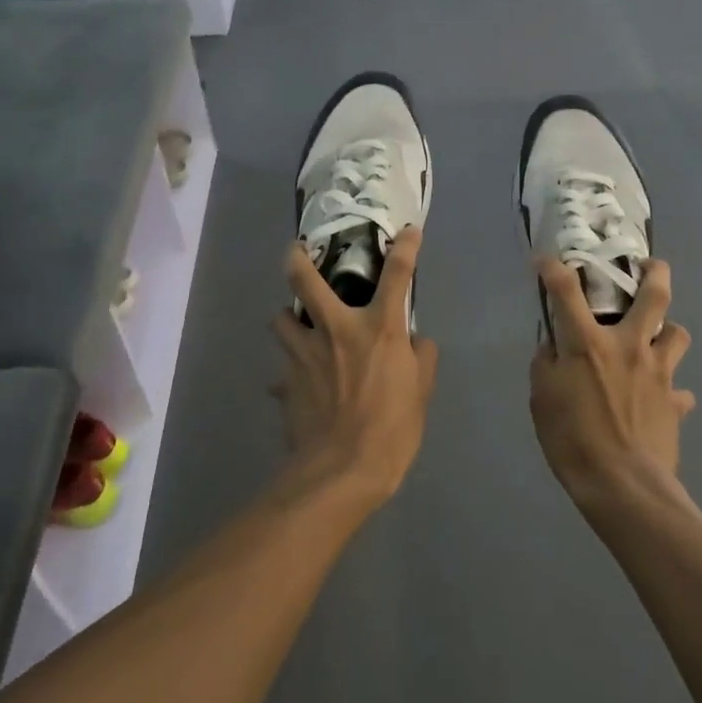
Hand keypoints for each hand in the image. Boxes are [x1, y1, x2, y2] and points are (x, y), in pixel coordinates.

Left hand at [274, 226, 438, 508]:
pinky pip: (282, 370)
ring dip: (289, 319)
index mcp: (377, 328)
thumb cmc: (392, 428)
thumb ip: (420, 357)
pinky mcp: (285, 382)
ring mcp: (303, 355)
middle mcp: (336, 330)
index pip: (397, 275)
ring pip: (280, 320)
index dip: (405, 248)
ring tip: (298, 327)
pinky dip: (289, 373)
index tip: (408, 231)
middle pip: (304, 280)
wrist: (342, 471)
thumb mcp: (421, 392)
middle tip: (296, 251)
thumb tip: (414, 341)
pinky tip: (297, 386)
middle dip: (296, 258)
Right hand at [529, 257, 694, 508]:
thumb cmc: (573, 440)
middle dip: (654, 271)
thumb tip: (552, 348)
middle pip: (655, 294)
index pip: (566, 290)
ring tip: (655, 339)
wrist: (623, 486)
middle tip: (646, 267)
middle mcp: (630, 346)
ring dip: (667, 331)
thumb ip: (546, 366)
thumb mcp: (542, 400)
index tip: (545, 260)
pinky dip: (671, 391)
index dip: (554, 268)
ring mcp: (660, 373)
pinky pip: (680, 391)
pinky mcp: (676, 402)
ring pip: (678, 334)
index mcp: (589, 343)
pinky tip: (661, 401)